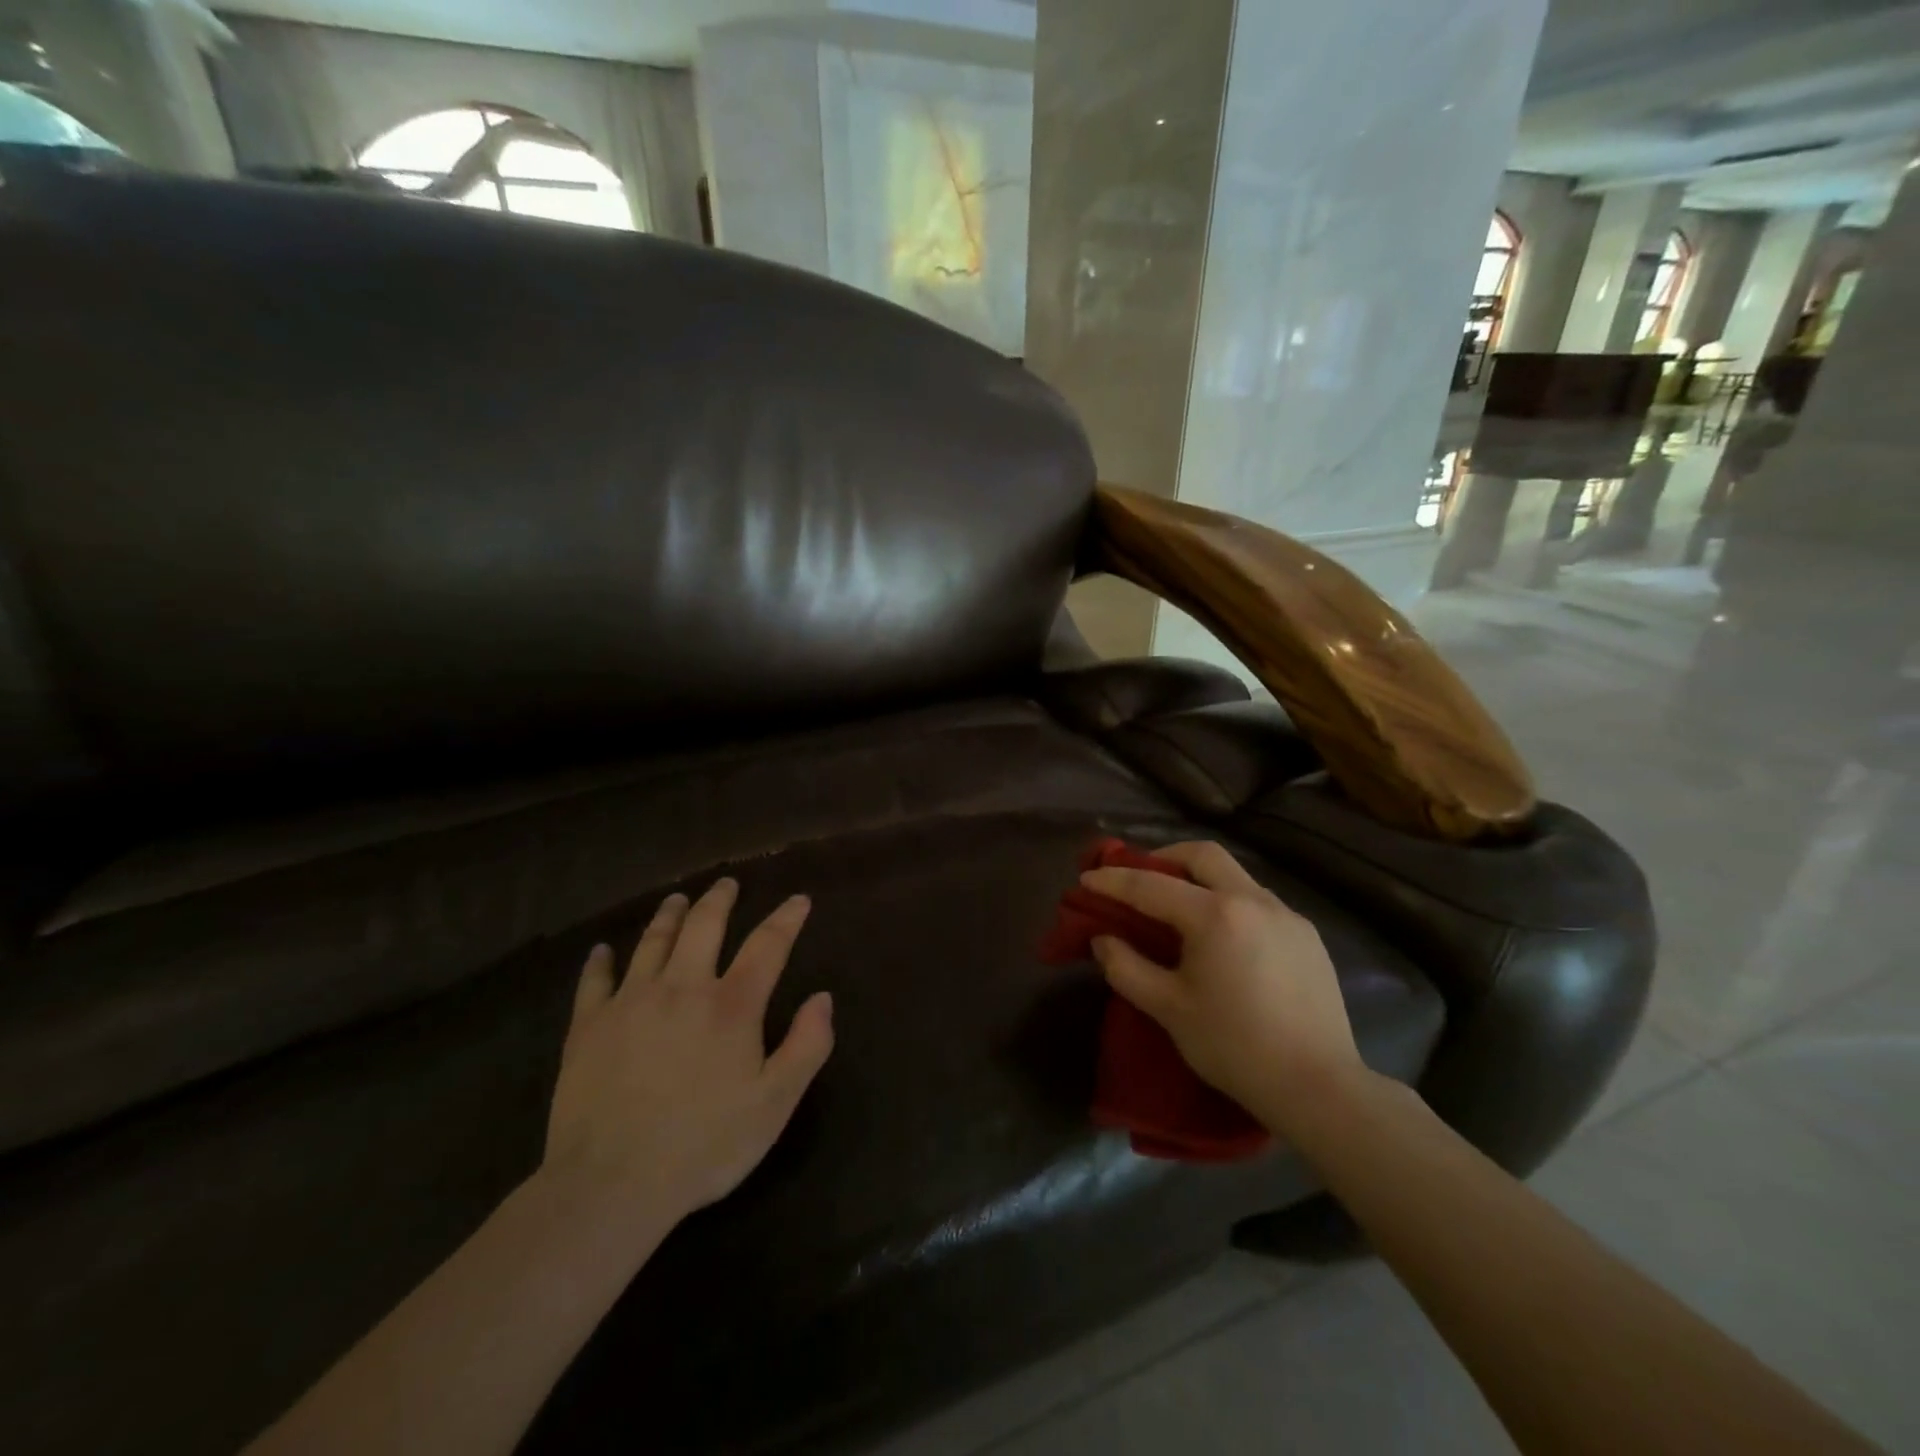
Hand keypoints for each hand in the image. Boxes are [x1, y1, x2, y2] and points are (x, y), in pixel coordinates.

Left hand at [541, 879, 834, 1228]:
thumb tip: (823, 998)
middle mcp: (683, 988)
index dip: (786, 918)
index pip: (767, 945)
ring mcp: (631, 1002)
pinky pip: (595, 981)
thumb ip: (807, 1046)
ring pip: (653, 942)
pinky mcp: (588, 1026)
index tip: (798, 899)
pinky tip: (602, 950)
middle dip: (720, 900)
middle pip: (704, 927)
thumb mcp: (775, 1104)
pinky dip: (600, 961)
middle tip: (727, 883)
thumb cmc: (704, 1146)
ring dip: (669, 915)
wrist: (611, 1185)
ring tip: (677, 899)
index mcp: (731, 1005)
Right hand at [1081, 841, 1366, 1136]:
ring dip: (1200, 879)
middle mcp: (1253, 900)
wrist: (1318, 1087)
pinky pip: (1259, 902)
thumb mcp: (1169, 1009)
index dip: (1114, 881)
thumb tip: (1103, 939)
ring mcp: (1286, 916)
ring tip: (1180, 908)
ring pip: (1235, 875)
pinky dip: (1230, 902)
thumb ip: (1127, 968)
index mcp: (1215, 915)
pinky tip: (1224, 937)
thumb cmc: (1234, 1047)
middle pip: (1202, 854)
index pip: (1151, 885)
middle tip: (1140, 878)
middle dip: (1164, 857)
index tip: (1087, 879)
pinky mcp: (1308, 936)